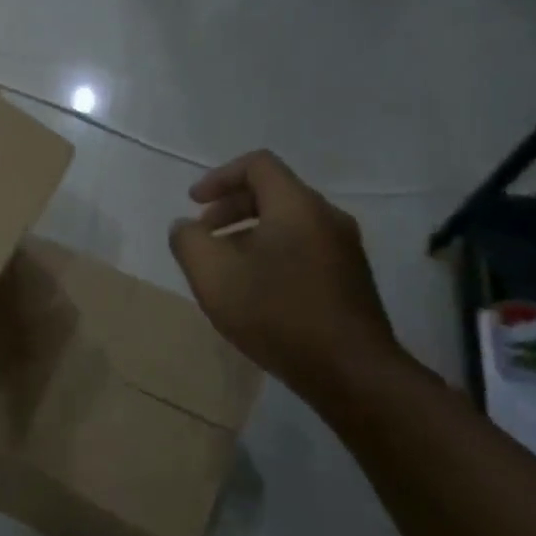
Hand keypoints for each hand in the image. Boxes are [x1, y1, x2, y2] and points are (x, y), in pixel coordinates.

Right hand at [168, 150, 400, 395]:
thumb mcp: (212, 276)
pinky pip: (304, 248)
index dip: (219, 177)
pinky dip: (272, 253)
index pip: (257, 165)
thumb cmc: (275, 313)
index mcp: (296, 206)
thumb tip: (184, 227)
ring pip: (289, 223)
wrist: (349, 370)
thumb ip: (188, 242)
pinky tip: (256, 291)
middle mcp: (327, 217)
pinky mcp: (350, 278)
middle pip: (274, 193)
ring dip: (250, 234)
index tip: (193, 203)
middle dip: (230, 208)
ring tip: (225, 267)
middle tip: (203, 235)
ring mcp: (344, 249)